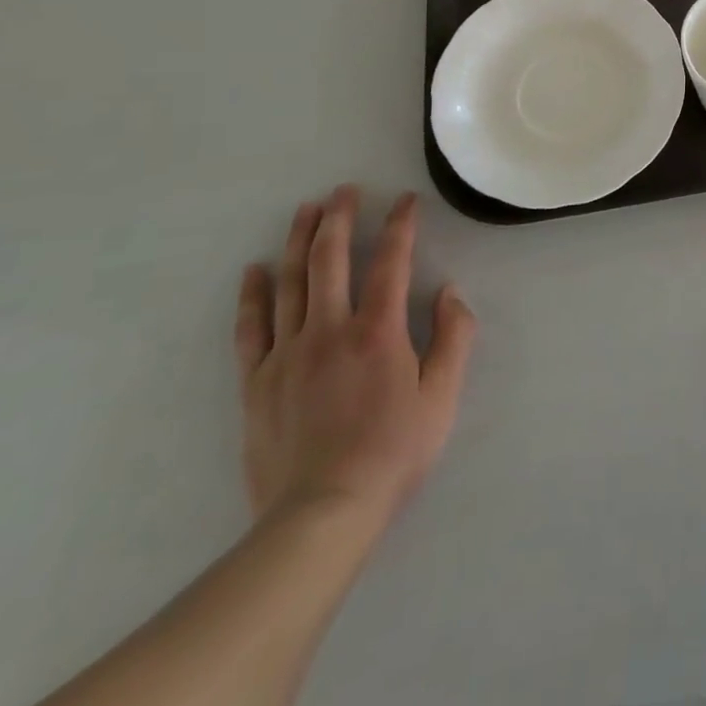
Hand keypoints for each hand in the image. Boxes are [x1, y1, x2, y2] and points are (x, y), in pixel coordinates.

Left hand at [235, 187, 476, 529]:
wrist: (321, 515)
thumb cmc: (392, 452)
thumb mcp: (443, 396)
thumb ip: (454, 338)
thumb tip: (450, 292)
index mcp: (378, 330)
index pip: (391, 262)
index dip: (401, 226)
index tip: (406, 200)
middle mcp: (330, 329)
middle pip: (330, 259)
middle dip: (340, 218)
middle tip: (344, 190)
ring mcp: (287, 354)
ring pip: (290, 282)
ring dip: (298, 241)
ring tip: (306, 210)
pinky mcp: (256, 382)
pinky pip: (251, 328)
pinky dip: (252, 295)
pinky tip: (253, 270)